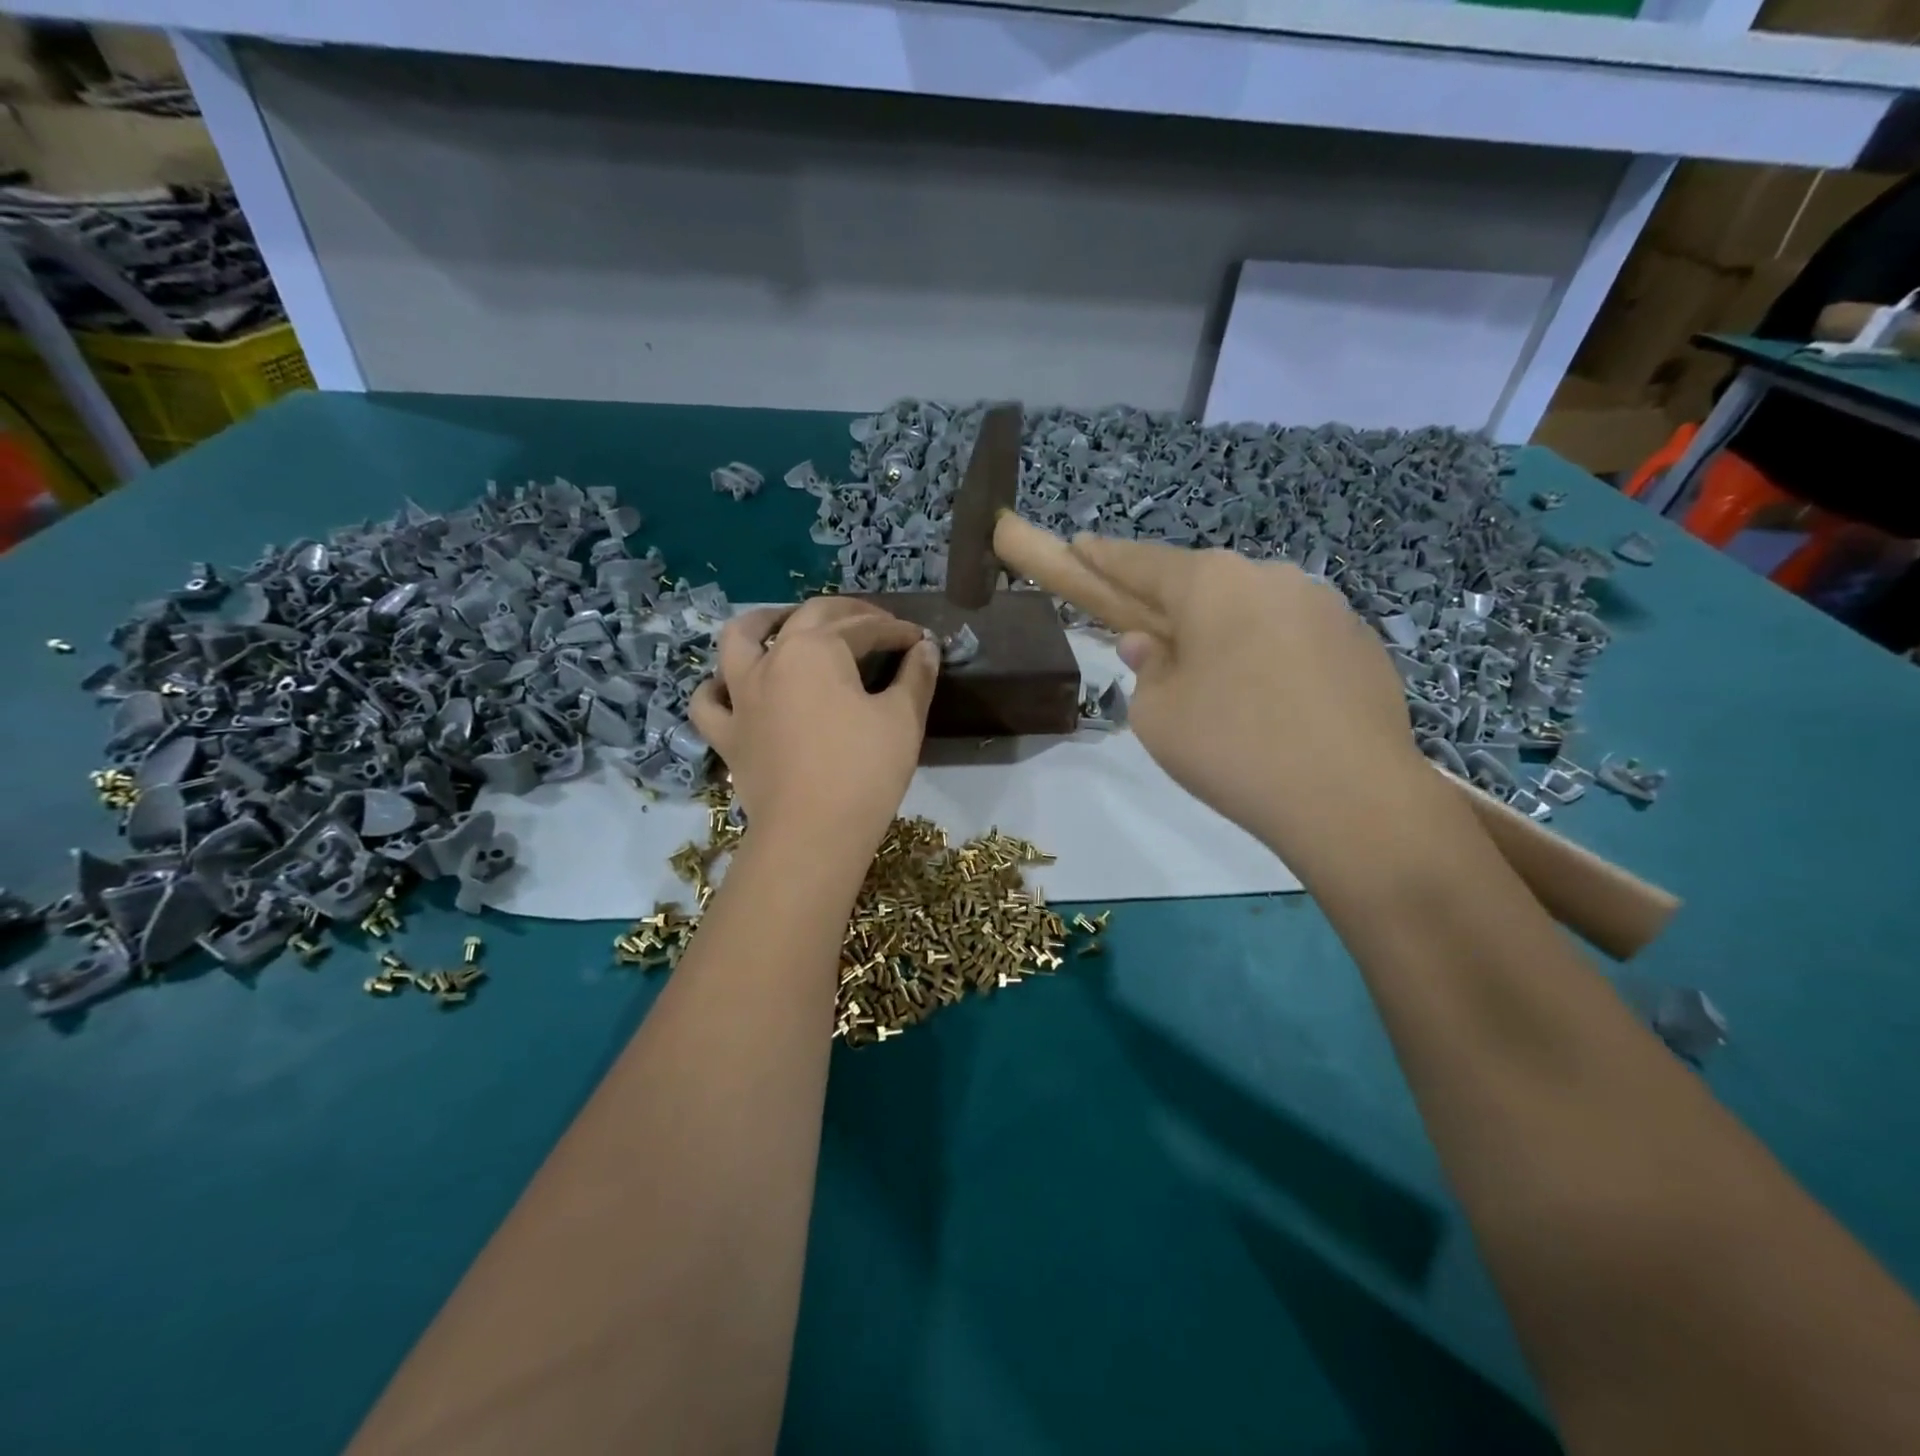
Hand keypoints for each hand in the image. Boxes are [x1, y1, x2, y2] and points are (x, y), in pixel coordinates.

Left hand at [689, 597, 939, 851]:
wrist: (813, 834)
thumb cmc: (864, 771)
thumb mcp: (903, 719)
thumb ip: (917, 676)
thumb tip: (926, 647)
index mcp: (816, 649)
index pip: (864, 628)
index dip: (897, 631)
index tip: (920, 640)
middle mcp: (771, 659)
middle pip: (808, 617)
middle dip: (847, 614)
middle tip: (876, 624)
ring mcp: (741, 696)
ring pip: (739, 640)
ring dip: (764, 621)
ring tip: (784, 622)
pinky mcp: (726, 734)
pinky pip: (709, 701)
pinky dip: (718, 687)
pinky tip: (733, 687)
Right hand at [1069, 536, 1431, 864]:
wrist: (1352, 797)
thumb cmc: (1233, 747)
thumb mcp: (1157, 715)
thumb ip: (1146, 669)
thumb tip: (1150, 644)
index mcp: (1214, 584)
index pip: (1143, 563)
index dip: (1105, 558)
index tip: (1081, 546)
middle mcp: (1272, 577)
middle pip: (1206, 586)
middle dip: (1176, 609)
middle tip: (1158, 648)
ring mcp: (1326, 607)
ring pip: (1255, 611)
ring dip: (1228, 635)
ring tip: (1224, 692)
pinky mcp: (1362, 643)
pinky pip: (1296, 640)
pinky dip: (1272, 659)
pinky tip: (1275, 707)